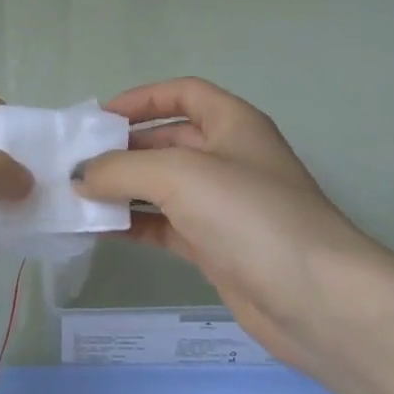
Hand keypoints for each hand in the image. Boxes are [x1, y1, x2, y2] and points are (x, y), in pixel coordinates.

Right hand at [75, 78, 393, 370]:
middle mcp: (229, 158)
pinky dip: (134, 224)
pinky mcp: (216, 246)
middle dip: (123, 148)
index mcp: (232, 123)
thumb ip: (120, 169)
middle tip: (76, 163)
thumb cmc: (249, 215)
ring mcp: (223, 205)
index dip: (141, 98)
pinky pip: (165, 225)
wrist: (317, 300)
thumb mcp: (178, 175)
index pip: (183, 93)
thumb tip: (79, 175)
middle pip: (167, 140)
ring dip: (123, 189)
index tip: (98, 118)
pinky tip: (100, 230)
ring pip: (162, 186)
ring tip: (77, 196)